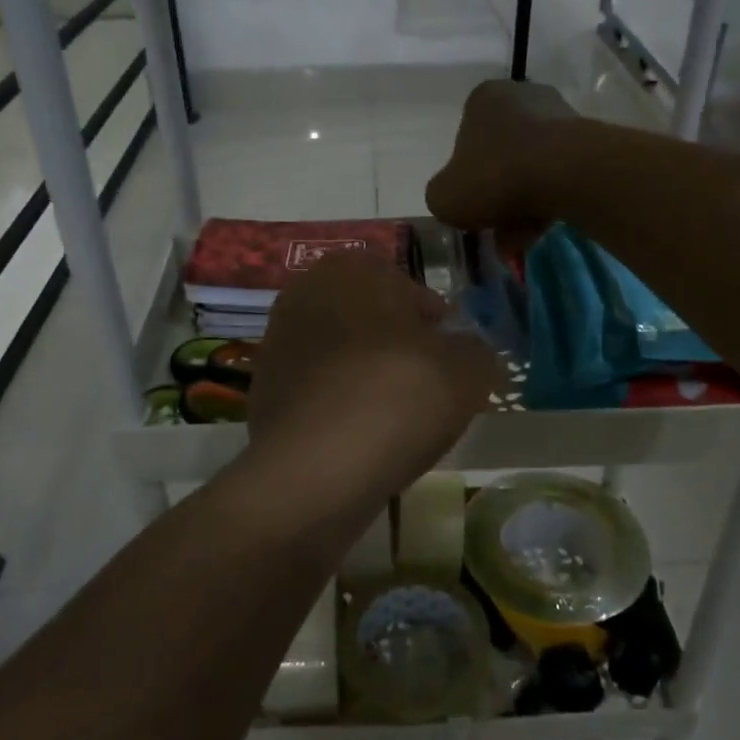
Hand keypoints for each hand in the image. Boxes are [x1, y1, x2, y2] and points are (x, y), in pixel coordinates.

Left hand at [246, 253, 497, 521]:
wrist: (313, 469)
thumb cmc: (396, 397)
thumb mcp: (467, 370)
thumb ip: (476, 352)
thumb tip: (466, 353)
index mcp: (350, 269)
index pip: (403, 284)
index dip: (432, 319)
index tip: (449, 351)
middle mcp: (304, 295)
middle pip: (369, 319)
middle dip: (398, 346)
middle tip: (428, 383)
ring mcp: (277, 345)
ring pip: (343, 356)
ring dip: (369, 378)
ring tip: (398, 418)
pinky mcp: (263, 394)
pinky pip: (320, 392)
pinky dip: (341, 408)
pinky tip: (363, 439)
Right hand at [425, 79, 580, 234]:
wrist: (567, 173)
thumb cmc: (496, 176)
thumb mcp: (444, 197)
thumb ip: (441, 196)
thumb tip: (454, 199)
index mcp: (483, 99)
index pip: (466, 138)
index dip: (466, 177)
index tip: (471, 204)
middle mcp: (522, 96)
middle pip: (502, 156)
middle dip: (498, 197)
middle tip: (497, 230)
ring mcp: (559, 115)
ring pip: (531, 169)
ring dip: (523, 206)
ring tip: (520, 240)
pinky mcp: (588, 140)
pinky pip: (559, 176)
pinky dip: (549, 202)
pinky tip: (543, 230)